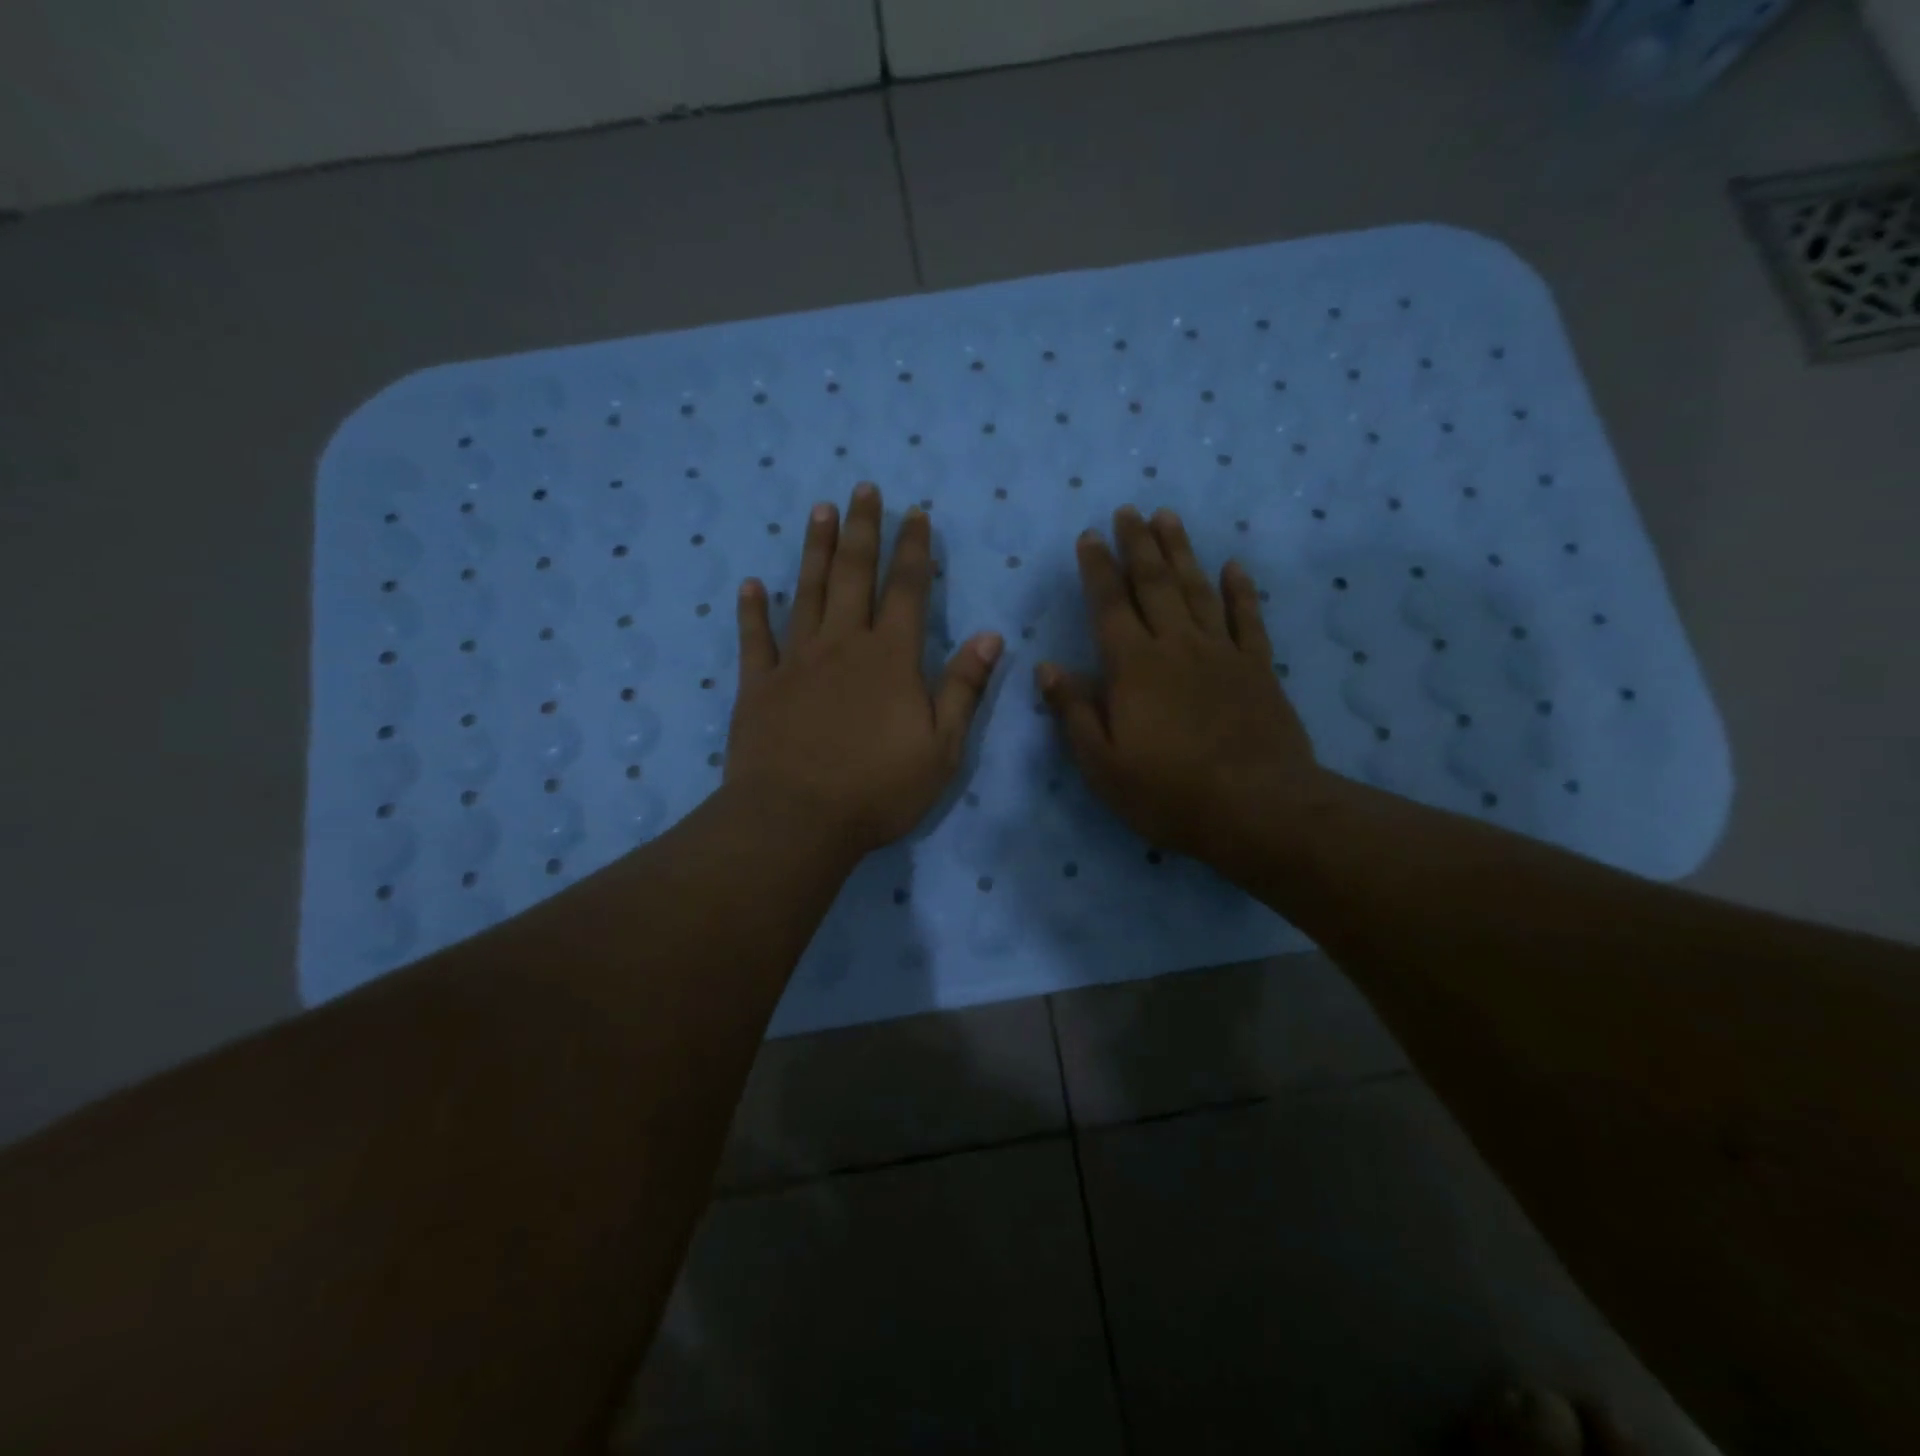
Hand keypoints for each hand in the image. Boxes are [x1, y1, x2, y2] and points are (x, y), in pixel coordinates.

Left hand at [727, 482, 1002, 857]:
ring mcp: (796, 661)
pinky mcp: (758, 685)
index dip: (914, 549)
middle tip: (864, 489)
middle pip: (855, 575)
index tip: (915, 513)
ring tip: (819, 511)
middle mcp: (843, 645)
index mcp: (891, 658)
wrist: (796, 819)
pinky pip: (754, 639)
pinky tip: (750, 585)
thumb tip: (990, 636)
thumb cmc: (877, 790)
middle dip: (863, 530)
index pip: (909, 590)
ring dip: (815, 550)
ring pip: (807, 592)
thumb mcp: (942, 749)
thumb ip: (964, 689)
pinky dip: (752, 611)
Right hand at [1037, 506, 1327, 873]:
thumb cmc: (1168, 793)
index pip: (1110, 605)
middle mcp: (1176, 647)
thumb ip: (1074, 712)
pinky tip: (1233, 566)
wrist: (1257, 809)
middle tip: (1128, 510)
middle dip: (1137, 545)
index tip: (1089, 535)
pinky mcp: (1259, 669)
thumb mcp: (1102, 764)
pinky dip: (1240, 590)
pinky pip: (1248, 619)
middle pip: (1155, 584)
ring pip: (1198, 590)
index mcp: (1133, 667)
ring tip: (1168, 518)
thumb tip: (1047, 667)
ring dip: (1181, 552)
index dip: (1097, 568)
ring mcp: (1222, 654)